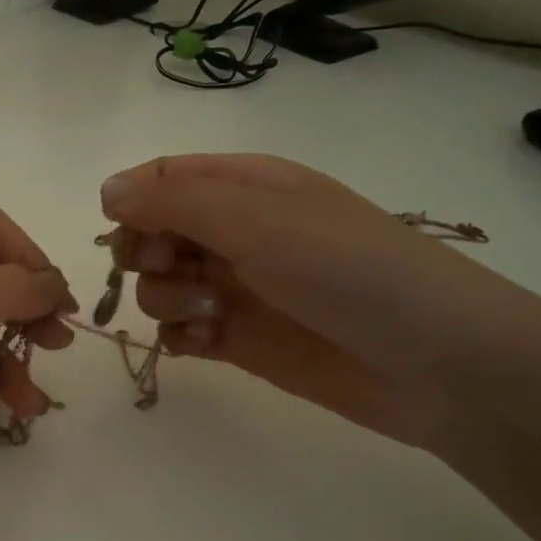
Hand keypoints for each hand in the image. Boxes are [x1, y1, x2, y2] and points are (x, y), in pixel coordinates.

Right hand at [101, 154, 529, 448]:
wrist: (434, 362)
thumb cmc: (347, 269)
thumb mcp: (257, 219)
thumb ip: (174, 202)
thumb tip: (106, 191)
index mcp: (245, 186)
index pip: (163, 178)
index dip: (134, 201)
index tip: (126, 232)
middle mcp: (234, 232)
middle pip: (151, 232)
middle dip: (145, 253)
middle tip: (174, 268)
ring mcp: (235, 287)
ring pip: (159, 285)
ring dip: (166, 299)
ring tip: (211, 313)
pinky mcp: (238, 338)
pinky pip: (179, 332)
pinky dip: (179, 338)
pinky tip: (206, 344)